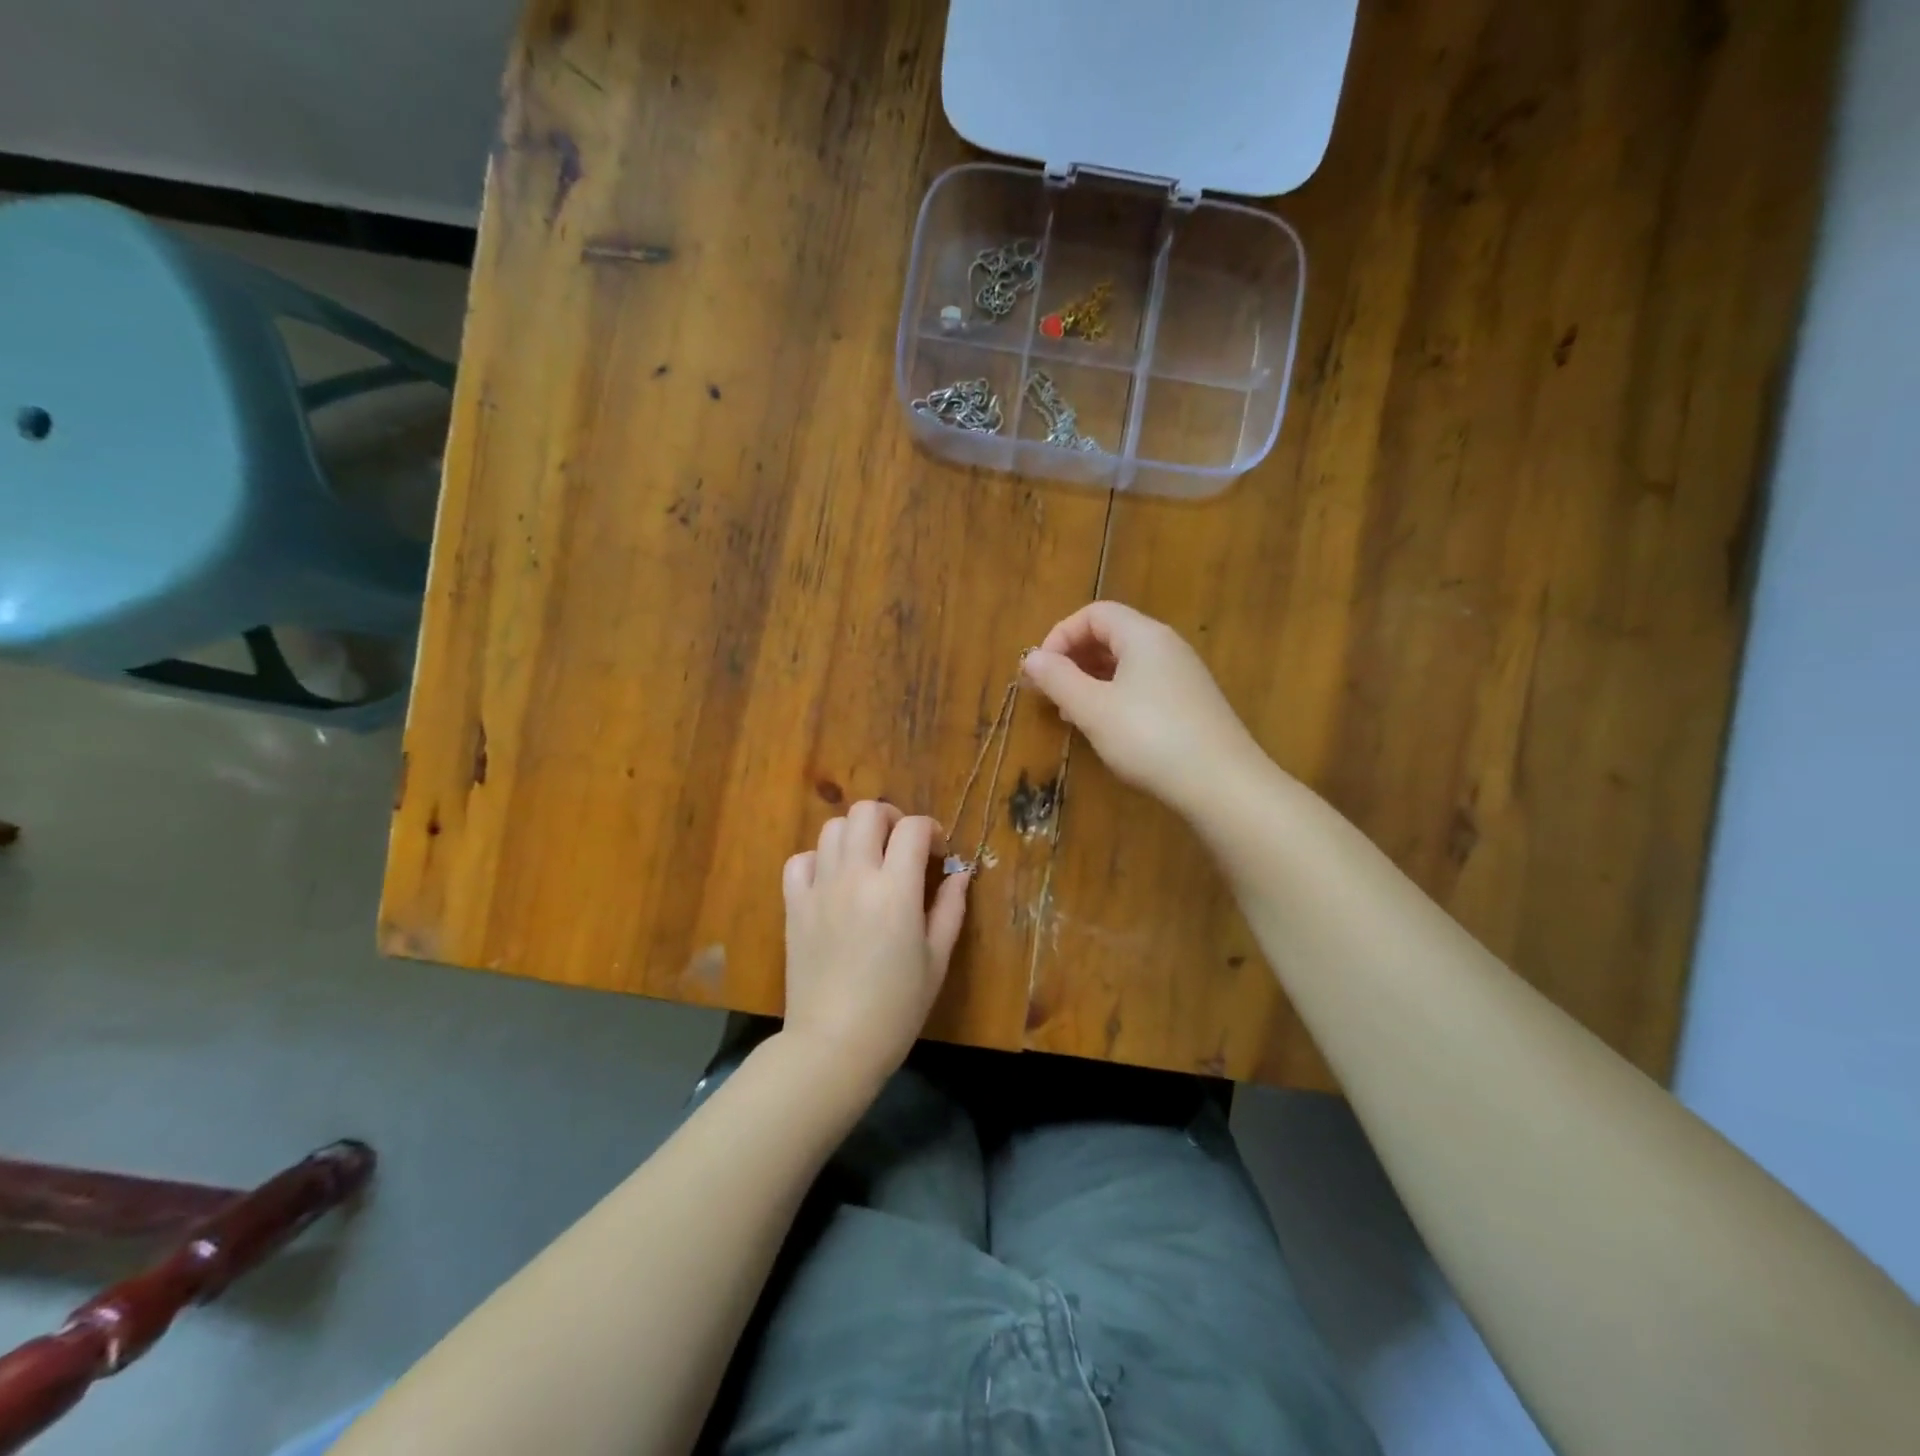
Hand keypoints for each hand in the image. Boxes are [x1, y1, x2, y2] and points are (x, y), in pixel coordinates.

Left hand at [781, 802, 969, 1085]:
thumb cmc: (896, 1007)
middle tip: (902, 846)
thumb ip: (950, 909)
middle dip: (891, 818)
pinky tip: (832, 880)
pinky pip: (800, 860)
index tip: (937, 853)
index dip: (930, 830)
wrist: (834, 1044)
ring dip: (856, 834)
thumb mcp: (937, 959)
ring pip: (832, 828)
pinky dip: (818, 859)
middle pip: (866, 812)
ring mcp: (819, 888)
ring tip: (868, 861)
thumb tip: (959, 874)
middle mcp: (855, 876)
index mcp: (896, 890)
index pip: (912, 828)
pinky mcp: (794, 905)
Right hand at [1022, 601, 1264, 815]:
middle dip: (1074, 659)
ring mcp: (1183, 675)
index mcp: (1143, 636)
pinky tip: (1106, 728)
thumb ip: (1058, 679)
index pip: (1095, 613)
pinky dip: (1116, 697)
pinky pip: (1143, 686)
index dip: (1060, 635)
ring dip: (1092, 681)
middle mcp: (1167, 646)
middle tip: (1050, 693)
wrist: (1222, 783)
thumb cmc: (1149, 738)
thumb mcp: (1093, 709)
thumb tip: (1031, 657)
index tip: (1040, 671)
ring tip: (1072, 713)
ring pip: (1127, 664)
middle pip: (1111, 635)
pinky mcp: (1191, 704)